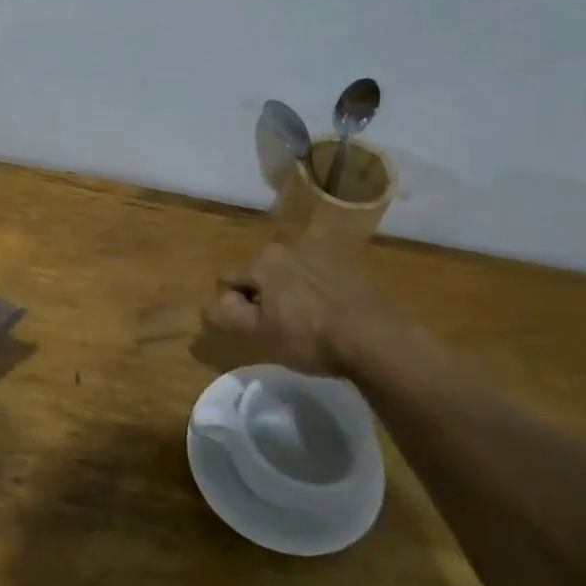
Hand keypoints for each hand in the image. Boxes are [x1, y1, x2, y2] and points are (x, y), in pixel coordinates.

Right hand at [202, 241, 409, 378]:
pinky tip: (327, 318)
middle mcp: (289, 246)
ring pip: (289, 275)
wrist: (374, 338)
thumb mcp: (257, 333)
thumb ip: (226, 314)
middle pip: (259, 273)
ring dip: (288, 294)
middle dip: (261, 297)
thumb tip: (211, 304)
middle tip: (276, 328)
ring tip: (304, 325)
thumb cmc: (307, 337)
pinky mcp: (348, 266)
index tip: (251, 329)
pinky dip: (314, 294)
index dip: (232, 306)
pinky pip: (316, 279)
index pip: (227, 279)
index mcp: (263, 260)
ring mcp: (322, 254)